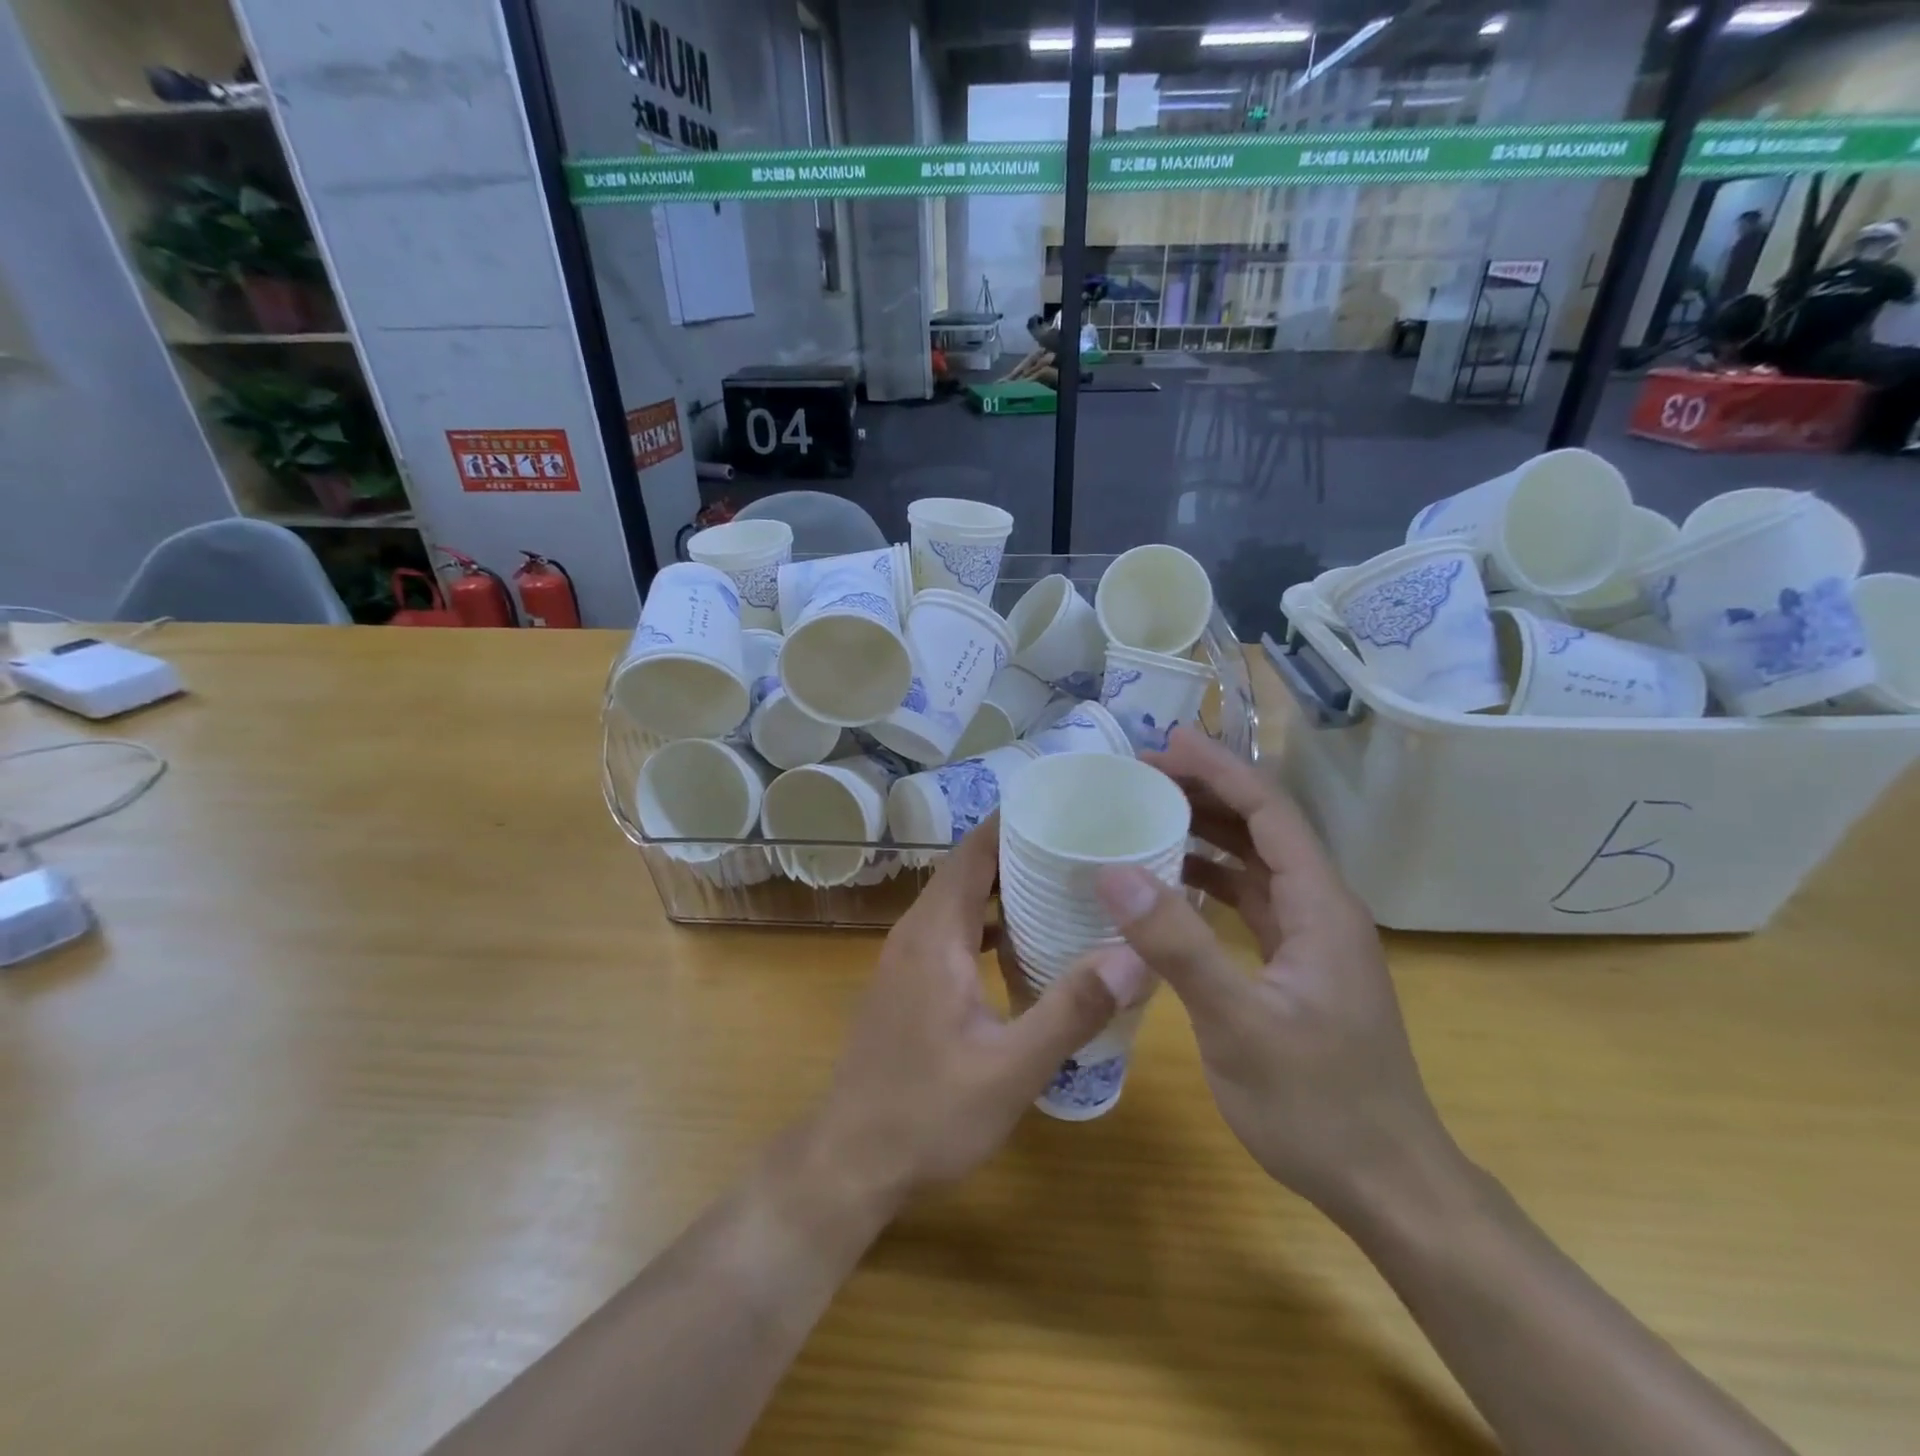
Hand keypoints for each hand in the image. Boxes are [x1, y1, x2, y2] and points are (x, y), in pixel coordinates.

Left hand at [809, 821, 1150, 1216]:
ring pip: (960, 901)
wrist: (850, 1163)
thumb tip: (1135, 956)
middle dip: (1021, 850)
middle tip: (1082, 844)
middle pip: (969, 870)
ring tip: (1065, 883)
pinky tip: (1027, 944)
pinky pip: (953, 931)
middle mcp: (916, 932)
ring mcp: (907, 958)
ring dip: (1006, 888)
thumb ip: (1071, 1010)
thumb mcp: (1010, 1069)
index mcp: (935, 934)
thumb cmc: (926, 1114)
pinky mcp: (909, 983)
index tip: (1065, 807)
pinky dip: (989, 923)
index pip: (975, 852)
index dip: (1015, 822)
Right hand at [1089, 727, 1457, 1222]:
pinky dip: (1211, 881)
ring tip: (1149, 814)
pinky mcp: (1298, 967)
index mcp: (1320, 905)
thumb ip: (1177, 945)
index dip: (1220, 770)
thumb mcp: (1238, 1023)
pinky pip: (1252, 901)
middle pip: (1264, 827)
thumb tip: (1112, 872)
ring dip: (1208, 833)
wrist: (1387, 1185)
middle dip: (1208, 792)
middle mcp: (1322, 909)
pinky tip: (1172, 885)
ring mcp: (1312, 939)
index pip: (1270, 811)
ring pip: (1257, 863)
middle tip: (1142, 775)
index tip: (1166, 744)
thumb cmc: (1317, 1103)